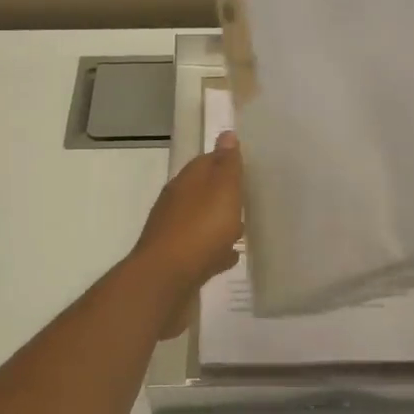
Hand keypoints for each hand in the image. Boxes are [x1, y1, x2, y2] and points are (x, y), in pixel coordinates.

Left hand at [130, 132, 243, 303]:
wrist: (165, 279)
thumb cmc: (200, 229)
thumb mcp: (222, 190)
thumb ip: (227, 164)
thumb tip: (227, 133)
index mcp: (187, 182)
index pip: (207, 161)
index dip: (226, 161)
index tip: (246, 165)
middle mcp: (176, 203)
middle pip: (202, 191)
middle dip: (223, 193)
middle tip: (248, 196)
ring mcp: (173, 232)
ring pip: (201, 220)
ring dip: (218, 222)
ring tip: (243, 227)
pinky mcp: (175, 260)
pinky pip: (200, 249)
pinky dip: (214, 249)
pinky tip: (229, 257)